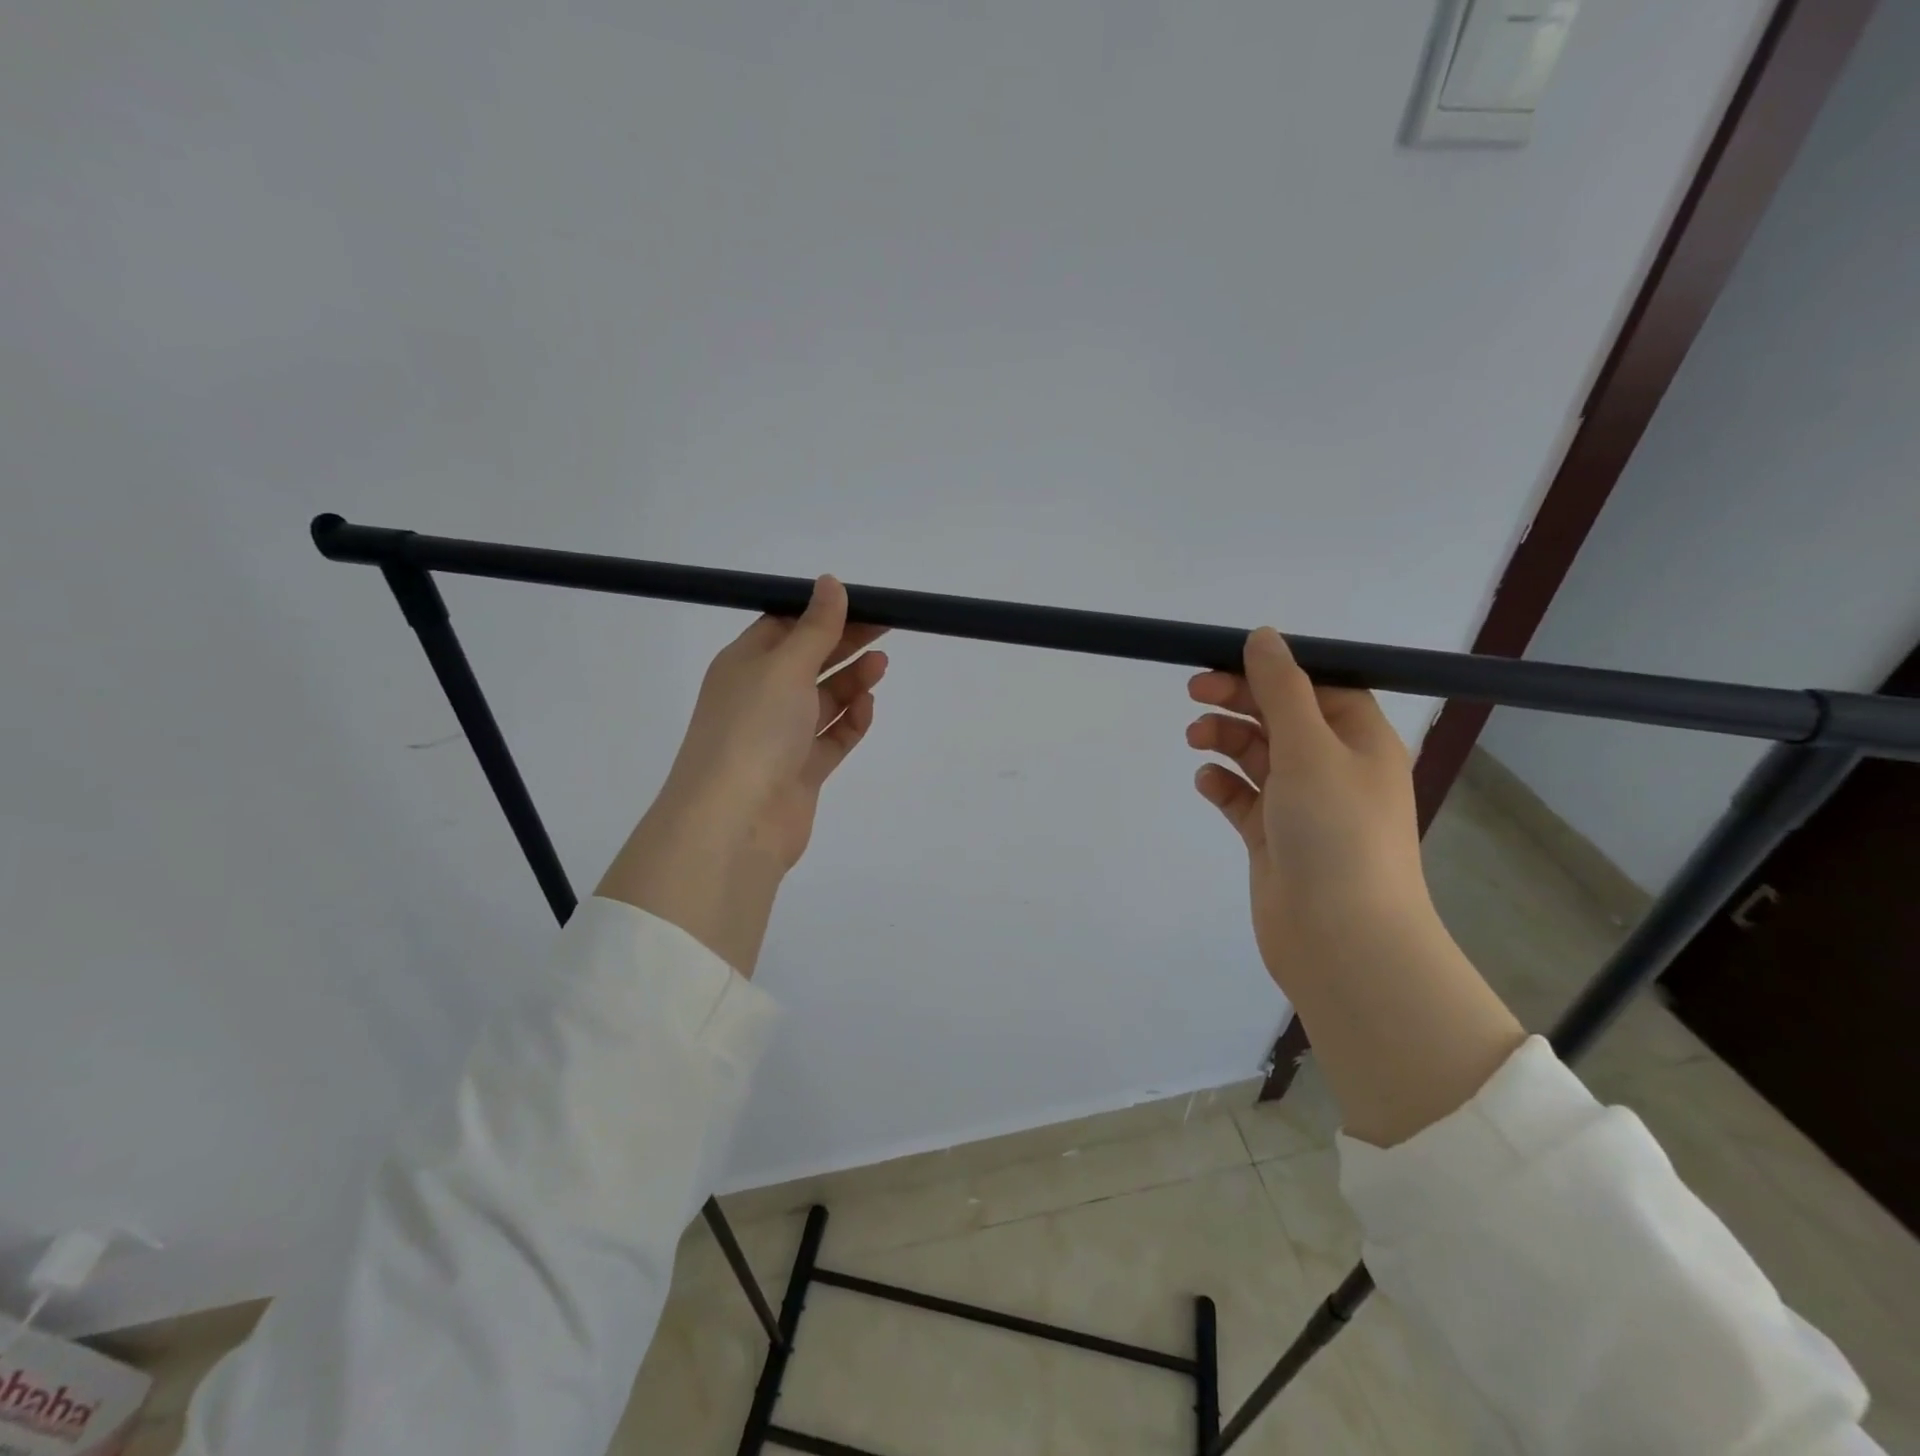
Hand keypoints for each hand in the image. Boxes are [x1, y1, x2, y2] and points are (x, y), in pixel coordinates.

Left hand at [596, 577, 887, 974]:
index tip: (860, 603)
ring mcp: (781, 737)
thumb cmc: (754, 730)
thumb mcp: (785, 667)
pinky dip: (851, 721)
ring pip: (823, 700)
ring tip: (882, 665)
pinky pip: (832, 738)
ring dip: (851, 681)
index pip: (784, 626)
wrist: (736, 821)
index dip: (821, 613)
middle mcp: (760, 697)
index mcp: (744, 664)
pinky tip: (867, 707)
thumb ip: (815, 628)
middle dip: (844, 643)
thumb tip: (830, 582)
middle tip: (886, 627)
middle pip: (808, 661)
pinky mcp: (801, 770)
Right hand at [1186, 627, 1431, 984]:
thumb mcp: (1309, 746)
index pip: (1317, 686)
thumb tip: (1263, 636)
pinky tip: (1206, 782)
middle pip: (1281, 716)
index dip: (1273, 670)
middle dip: (1239, 700)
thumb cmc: (1335, 831)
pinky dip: (1223, 784)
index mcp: (1359, 740)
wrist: (1340, 938)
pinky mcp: (1273, 837)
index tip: (1226, 660)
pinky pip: (1243, 798)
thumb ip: (1281, 689)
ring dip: (1226, 739)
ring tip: (1196, 738)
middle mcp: (1334, 767)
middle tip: (1193, 690)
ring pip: (1257, 755)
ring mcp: (1302, 805)